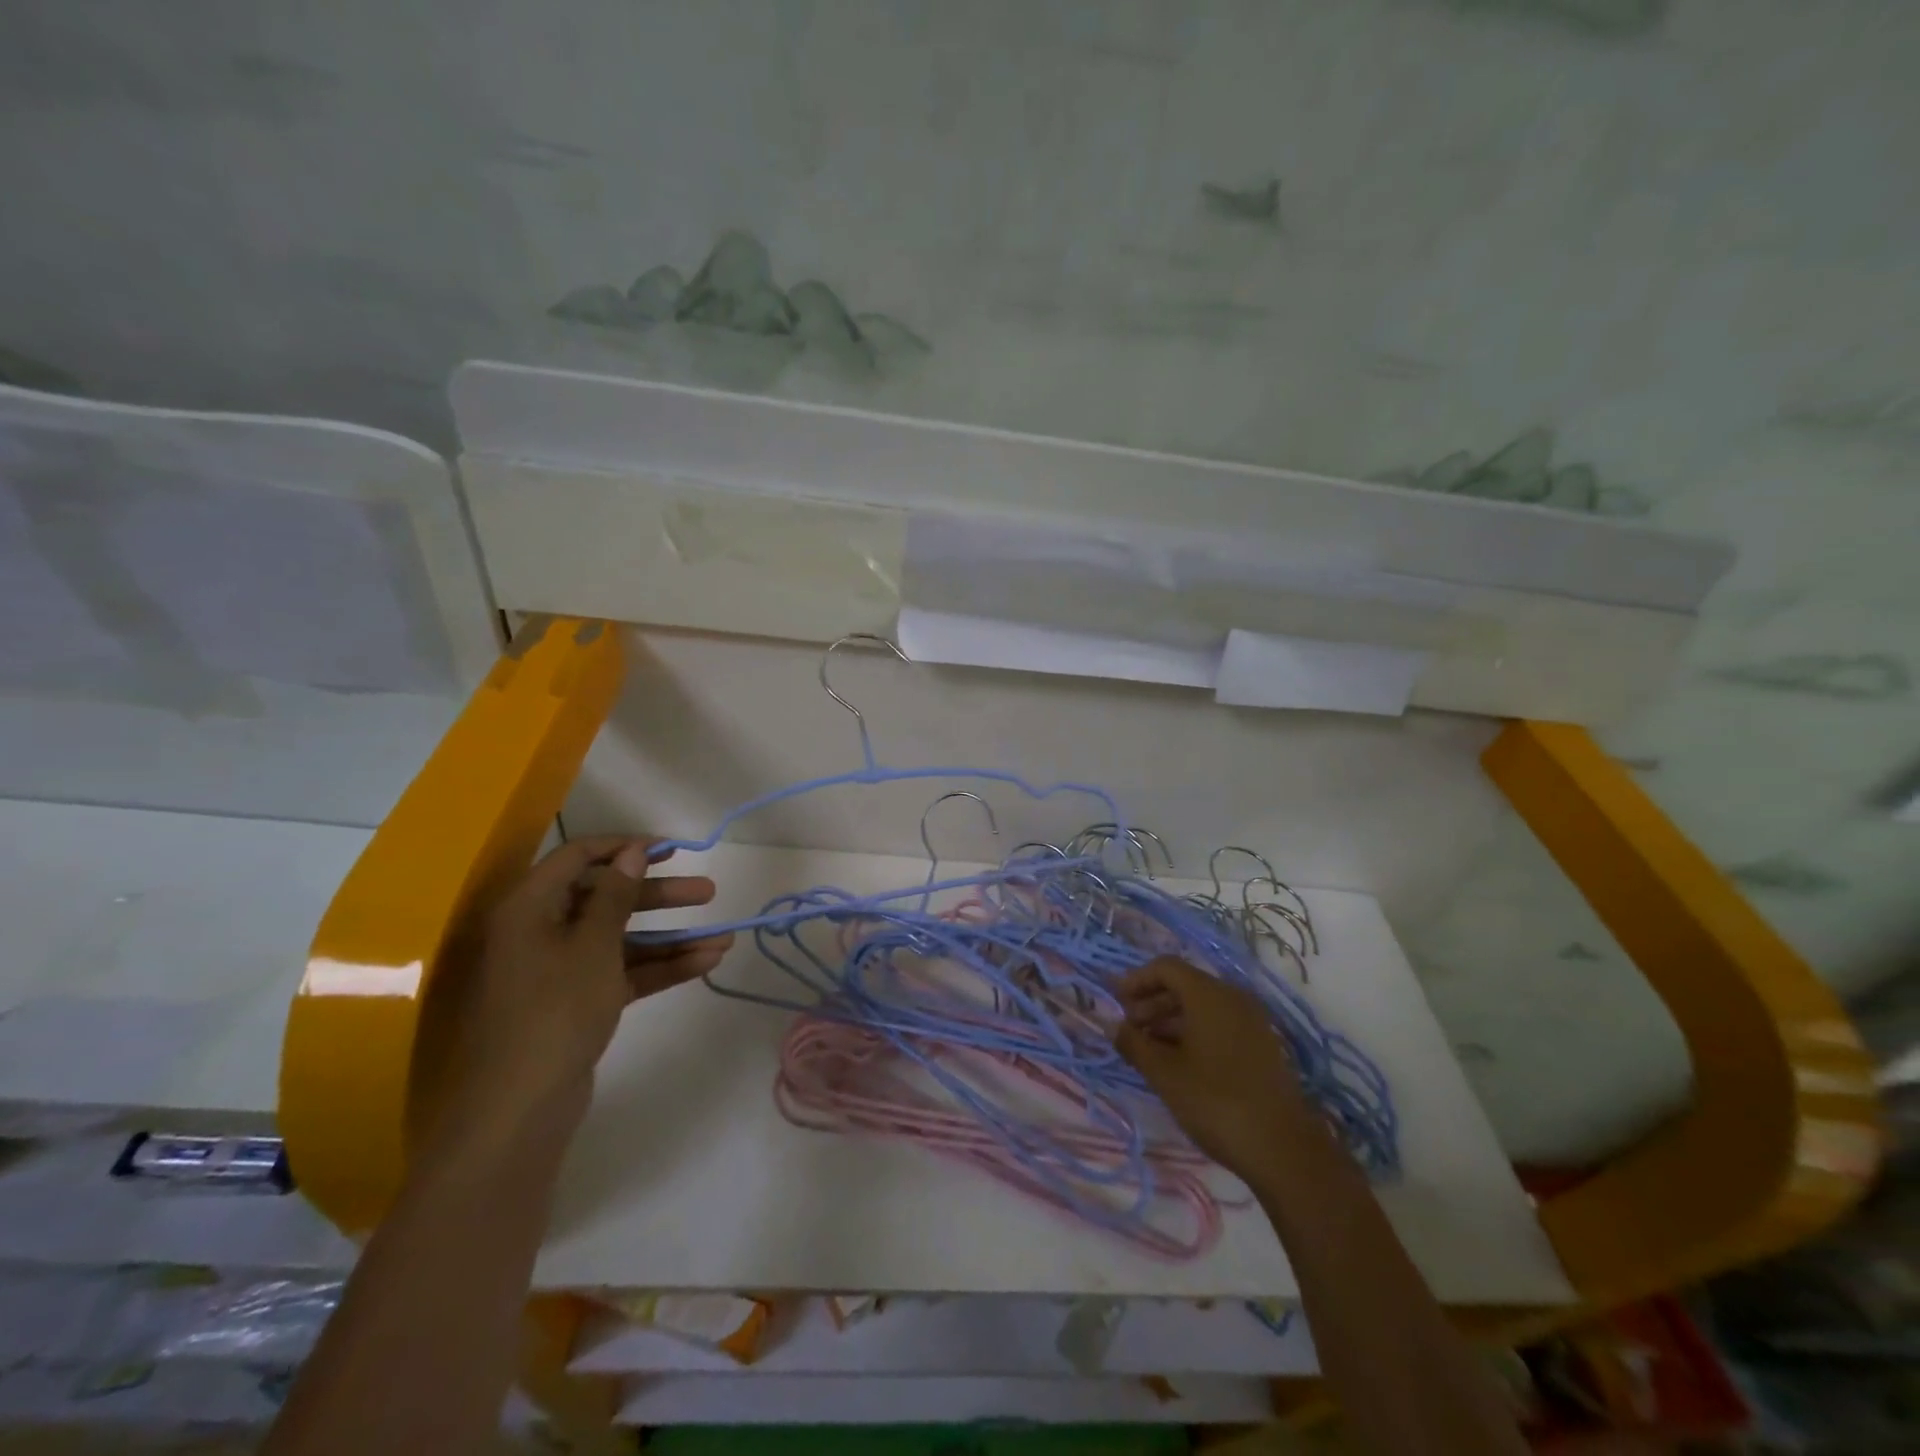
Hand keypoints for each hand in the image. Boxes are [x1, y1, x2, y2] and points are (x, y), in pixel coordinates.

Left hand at [424, 836, 732, 1157]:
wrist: (521, 1108)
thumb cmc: (555, 1009)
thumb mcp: (593, 944)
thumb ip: (616, 895)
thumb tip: (631, 852)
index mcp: (530, 907)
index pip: (578, 856)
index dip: (624, 847)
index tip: (671, 849)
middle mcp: (542, 931)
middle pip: (606, 898)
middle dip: (660, 895)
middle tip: (707, 891)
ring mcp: (560, 970)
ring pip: (621, 938)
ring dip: (670, 936)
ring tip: (724, 936)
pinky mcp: (577, 1002)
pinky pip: (622, 972)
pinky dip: (660, 967)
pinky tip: (705, 963)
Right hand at [1114, 956, 1308, 1179]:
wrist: (1284, 1149)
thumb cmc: (1216, 1102)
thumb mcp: (1165, 1074)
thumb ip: (1134, 1045)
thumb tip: (1114, 1027)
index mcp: (1209, 994)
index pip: (1166, 967)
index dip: (1137, 980)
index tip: (1116, 1004)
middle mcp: (1233, 998)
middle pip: (1184, 985)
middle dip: (1151, 1002)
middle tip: (1129, 1030)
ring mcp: (1252, 1022)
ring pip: (1202, 1006)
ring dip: (1170, 1020)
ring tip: (1149, 1050)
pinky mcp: (1262, 1046)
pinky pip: (1220, 1024)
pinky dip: (1194, 1033)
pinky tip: (1179, 1063)